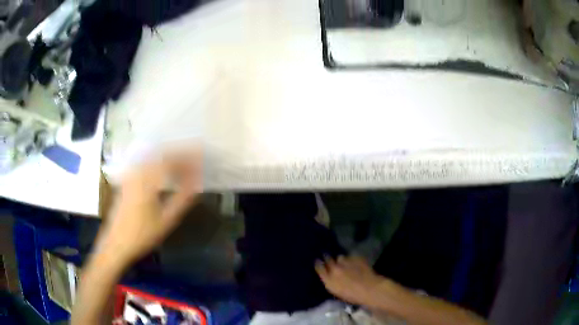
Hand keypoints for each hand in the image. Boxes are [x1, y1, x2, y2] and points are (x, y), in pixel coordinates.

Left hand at [97, 150, 202, 268]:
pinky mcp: (126, 181)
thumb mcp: (166, 220)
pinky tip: (161, 169)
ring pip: (152, 157)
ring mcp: (130, 175)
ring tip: (181, 161)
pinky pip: (144, 163)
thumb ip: (182, 200)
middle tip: (194, 158)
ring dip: (168, 156)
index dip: (187, 158)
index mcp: (148, 180)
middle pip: (161, 154)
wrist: (116, 243)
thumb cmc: (142, 235)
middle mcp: (137, 172)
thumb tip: (197, 184)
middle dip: (179, 154)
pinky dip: (157, 162)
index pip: (171, 160)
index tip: (200, 158)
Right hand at [315, 255, 384, 306]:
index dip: (318, 263)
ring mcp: (345, 261)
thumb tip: (328, 275)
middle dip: (327, 257)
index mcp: (328, 279)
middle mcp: (334, 268)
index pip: (318, 267)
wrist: (369, 289)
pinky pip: (351, 256)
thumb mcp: (336, 291)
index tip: (318, 261)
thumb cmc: (352, 296)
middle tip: (328, 257)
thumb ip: (330, 281)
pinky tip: (355, 263)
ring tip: (345, 262)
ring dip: (341, 259)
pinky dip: (352, 259)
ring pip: (340, 256)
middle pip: (327, 258)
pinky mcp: (355, 257)